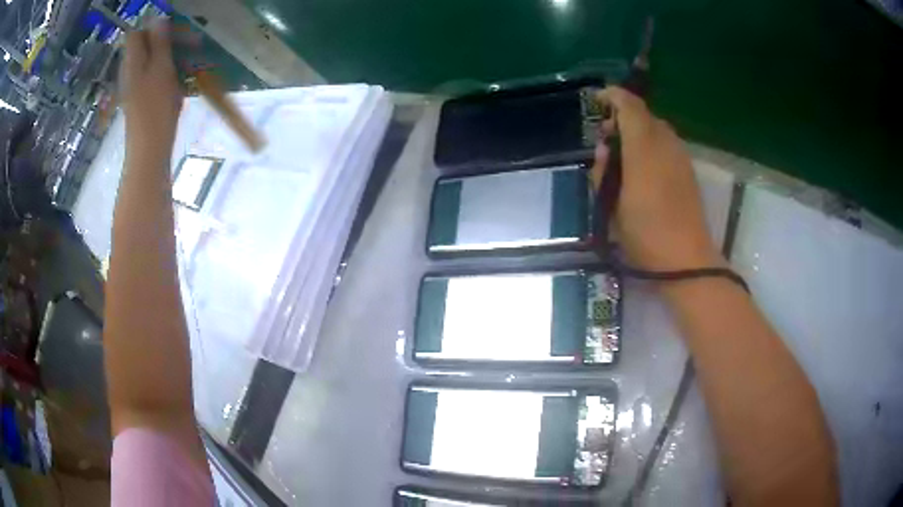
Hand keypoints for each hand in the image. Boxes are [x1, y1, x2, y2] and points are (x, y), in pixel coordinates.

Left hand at [120, 21, 181, 153]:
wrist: (148, 151)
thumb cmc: (155, 108)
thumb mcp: (161, 68)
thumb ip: (159, 42)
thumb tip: (157, 18)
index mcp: (132, 61)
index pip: (136, 32)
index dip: (153, 27)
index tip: (174, 30)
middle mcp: (130, 71)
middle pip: (144, 45)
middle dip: (166, 40)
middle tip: (189, 44)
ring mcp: (134, 86)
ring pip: (151, 60)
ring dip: (169, 56)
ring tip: (187, 63)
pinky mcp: (140, 99)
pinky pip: (153, 76)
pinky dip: (166, 73)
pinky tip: (178, 81)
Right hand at [591, 86, 721, 270]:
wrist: (685, 261)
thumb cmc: (645, 234)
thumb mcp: (611, 206)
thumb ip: (604, 171)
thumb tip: (605, 150)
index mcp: (644, 149)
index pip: (630, 107)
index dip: (613, 96)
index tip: (597, 99)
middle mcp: (666, 145)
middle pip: (645, 116)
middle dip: (623, 117)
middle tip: (606, 137)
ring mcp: (681, 158)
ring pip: (658, 130)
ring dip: (638, 132)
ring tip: (623, 155)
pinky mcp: (688, 172)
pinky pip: (667, 146)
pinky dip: (651, 146)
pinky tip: (643, 169)